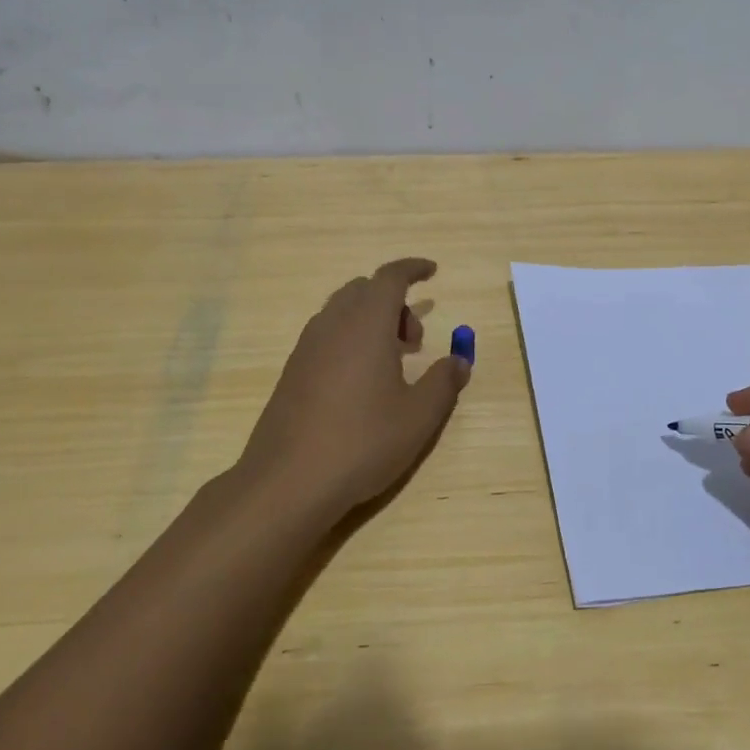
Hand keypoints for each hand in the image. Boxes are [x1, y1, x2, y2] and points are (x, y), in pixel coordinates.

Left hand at [236, 258, 470, 521]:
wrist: (288, 481)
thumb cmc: (363, 441)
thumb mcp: (419, 416)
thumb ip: (444, 381)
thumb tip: (460, 360)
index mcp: (366, 324)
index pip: (389, 277)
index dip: (413, 269)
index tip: (433, 271)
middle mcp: (332, 325)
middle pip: (363, 290)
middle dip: (394, 301)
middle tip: (415, 339)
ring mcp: (306, 348)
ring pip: (342, 312)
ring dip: (371, 321)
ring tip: (392, 361)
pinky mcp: (291, 372)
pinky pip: (326, 335)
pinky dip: (350, 339)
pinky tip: (361, 382)